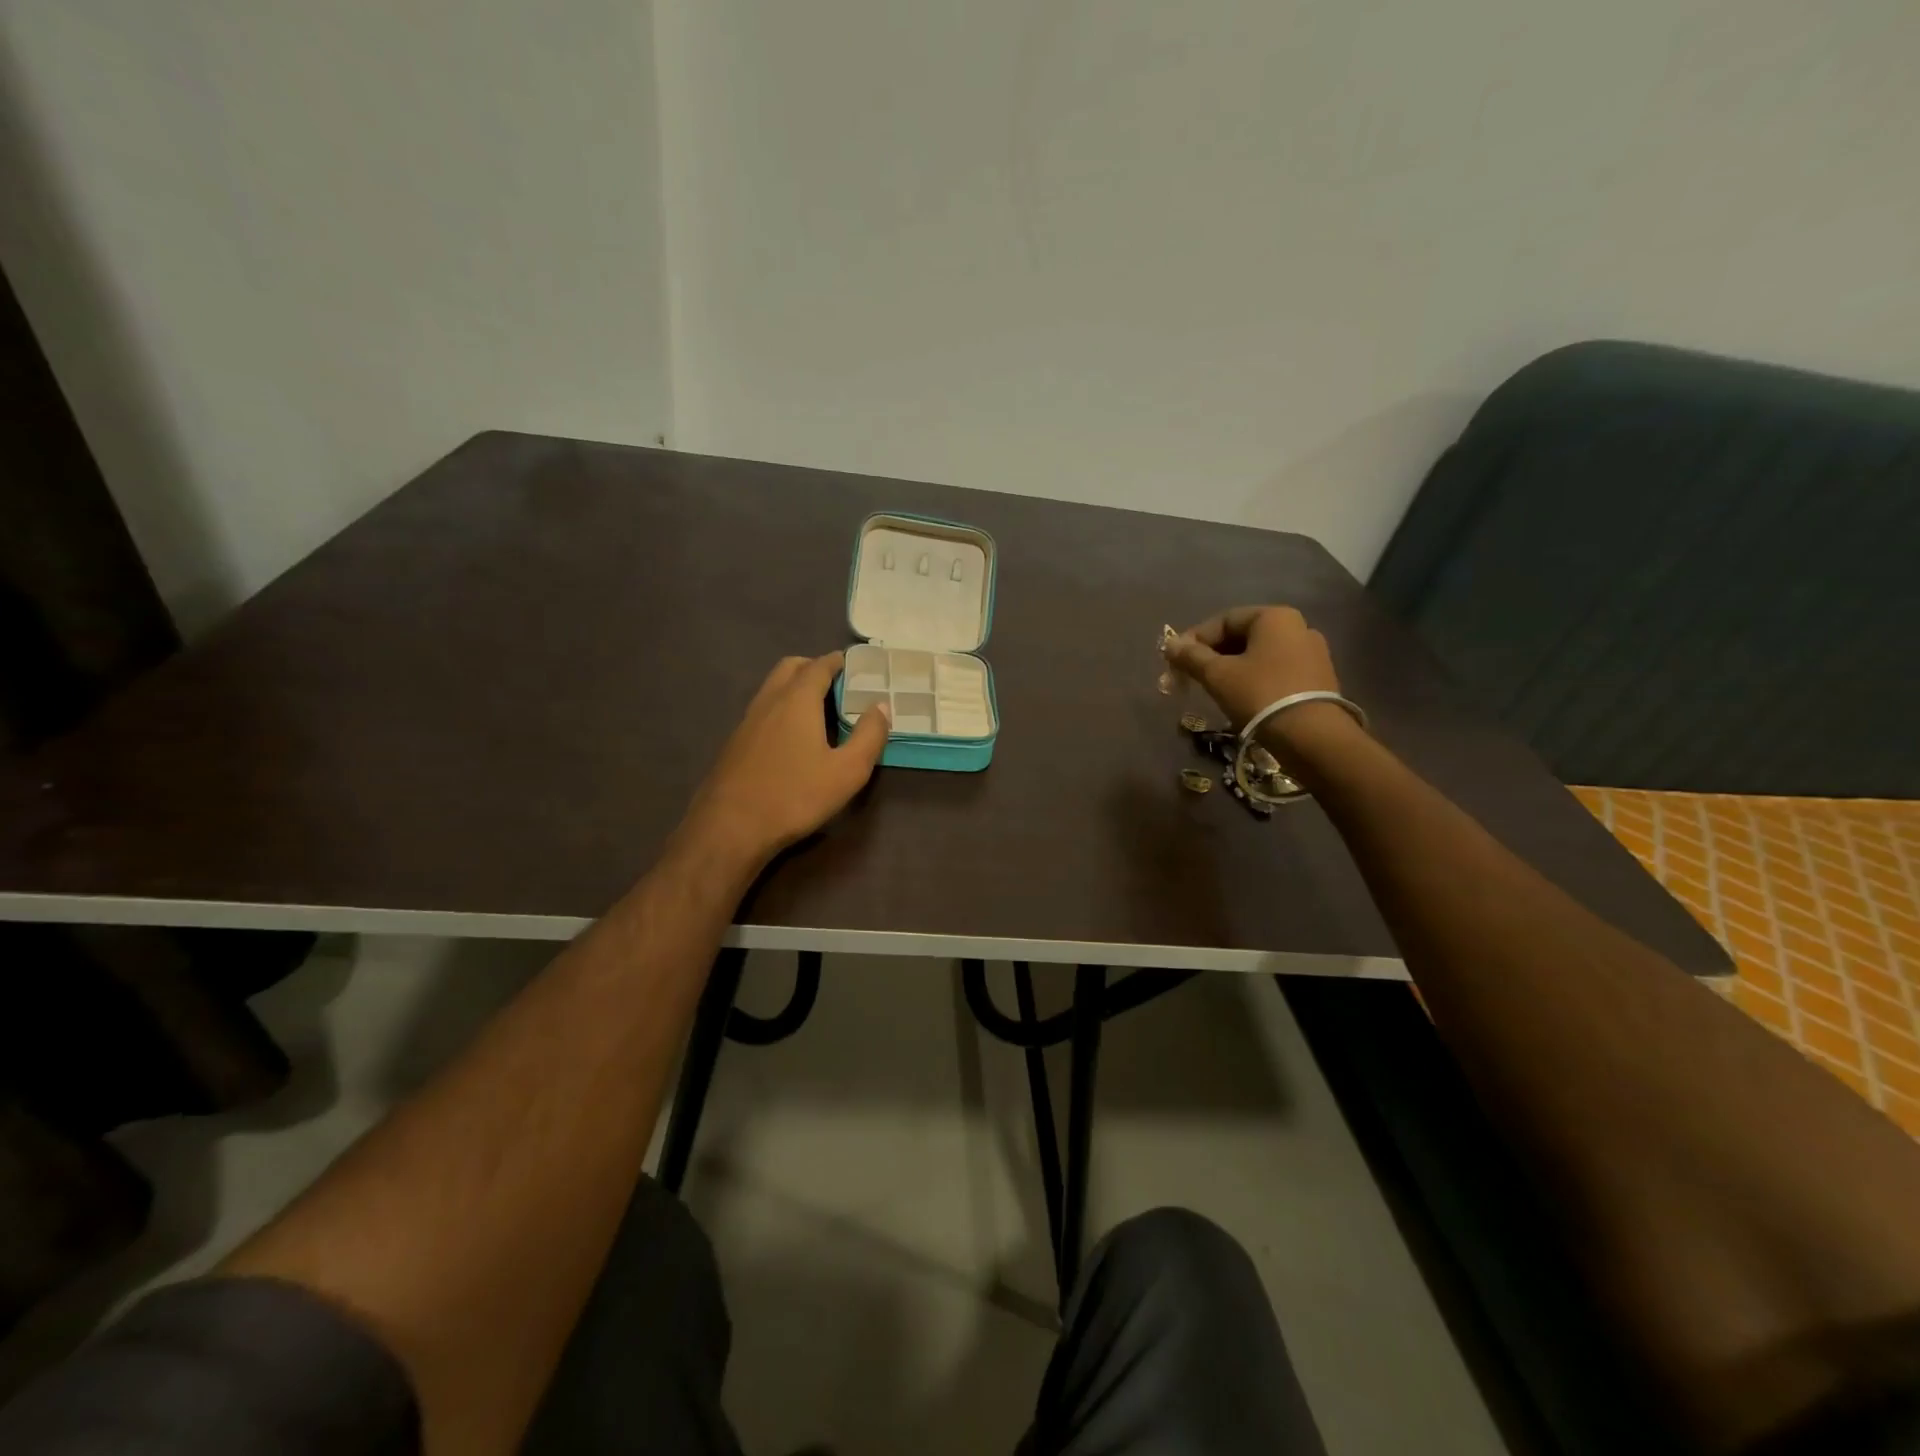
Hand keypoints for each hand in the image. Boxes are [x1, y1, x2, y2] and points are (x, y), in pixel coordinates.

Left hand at [684, 652, 889, 863]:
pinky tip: (792, 737)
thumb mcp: (847, 771)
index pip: (818, 666)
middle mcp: (769, 701)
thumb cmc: (795, 796)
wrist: (730, 828)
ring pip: (772, 688)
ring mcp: (747, 722)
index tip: (854, 664)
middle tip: (837, 684)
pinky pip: (762, 710)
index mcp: (797, 700)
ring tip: (818, 710)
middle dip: (813, 667)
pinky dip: (780, 708)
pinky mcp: (735, 743)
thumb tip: (881, 706)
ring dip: (794, 687)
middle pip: (790, 668)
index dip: (837, 661)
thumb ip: (869, 736)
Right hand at [1164, 606, 1347, 750]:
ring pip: (1258, 656)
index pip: (1224, 620)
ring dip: (1230, 669)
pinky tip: (1239, 699)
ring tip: (1211, 690)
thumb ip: (1191, 657)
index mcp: (1275, 617)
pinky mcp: (1317, 680)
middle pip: (1242, 636)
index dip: (1195, 639)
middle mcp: (1298, 628)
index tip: (1176, 661)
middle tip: (1190, 677)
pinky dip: (1253, 680)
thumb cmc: (1261, 695)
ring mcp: (1312, 654)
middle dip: (1211, 656)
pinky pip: (1275, 672)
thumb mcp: (1218, 675)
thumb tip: (1169, 645)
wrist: (1313, 738)